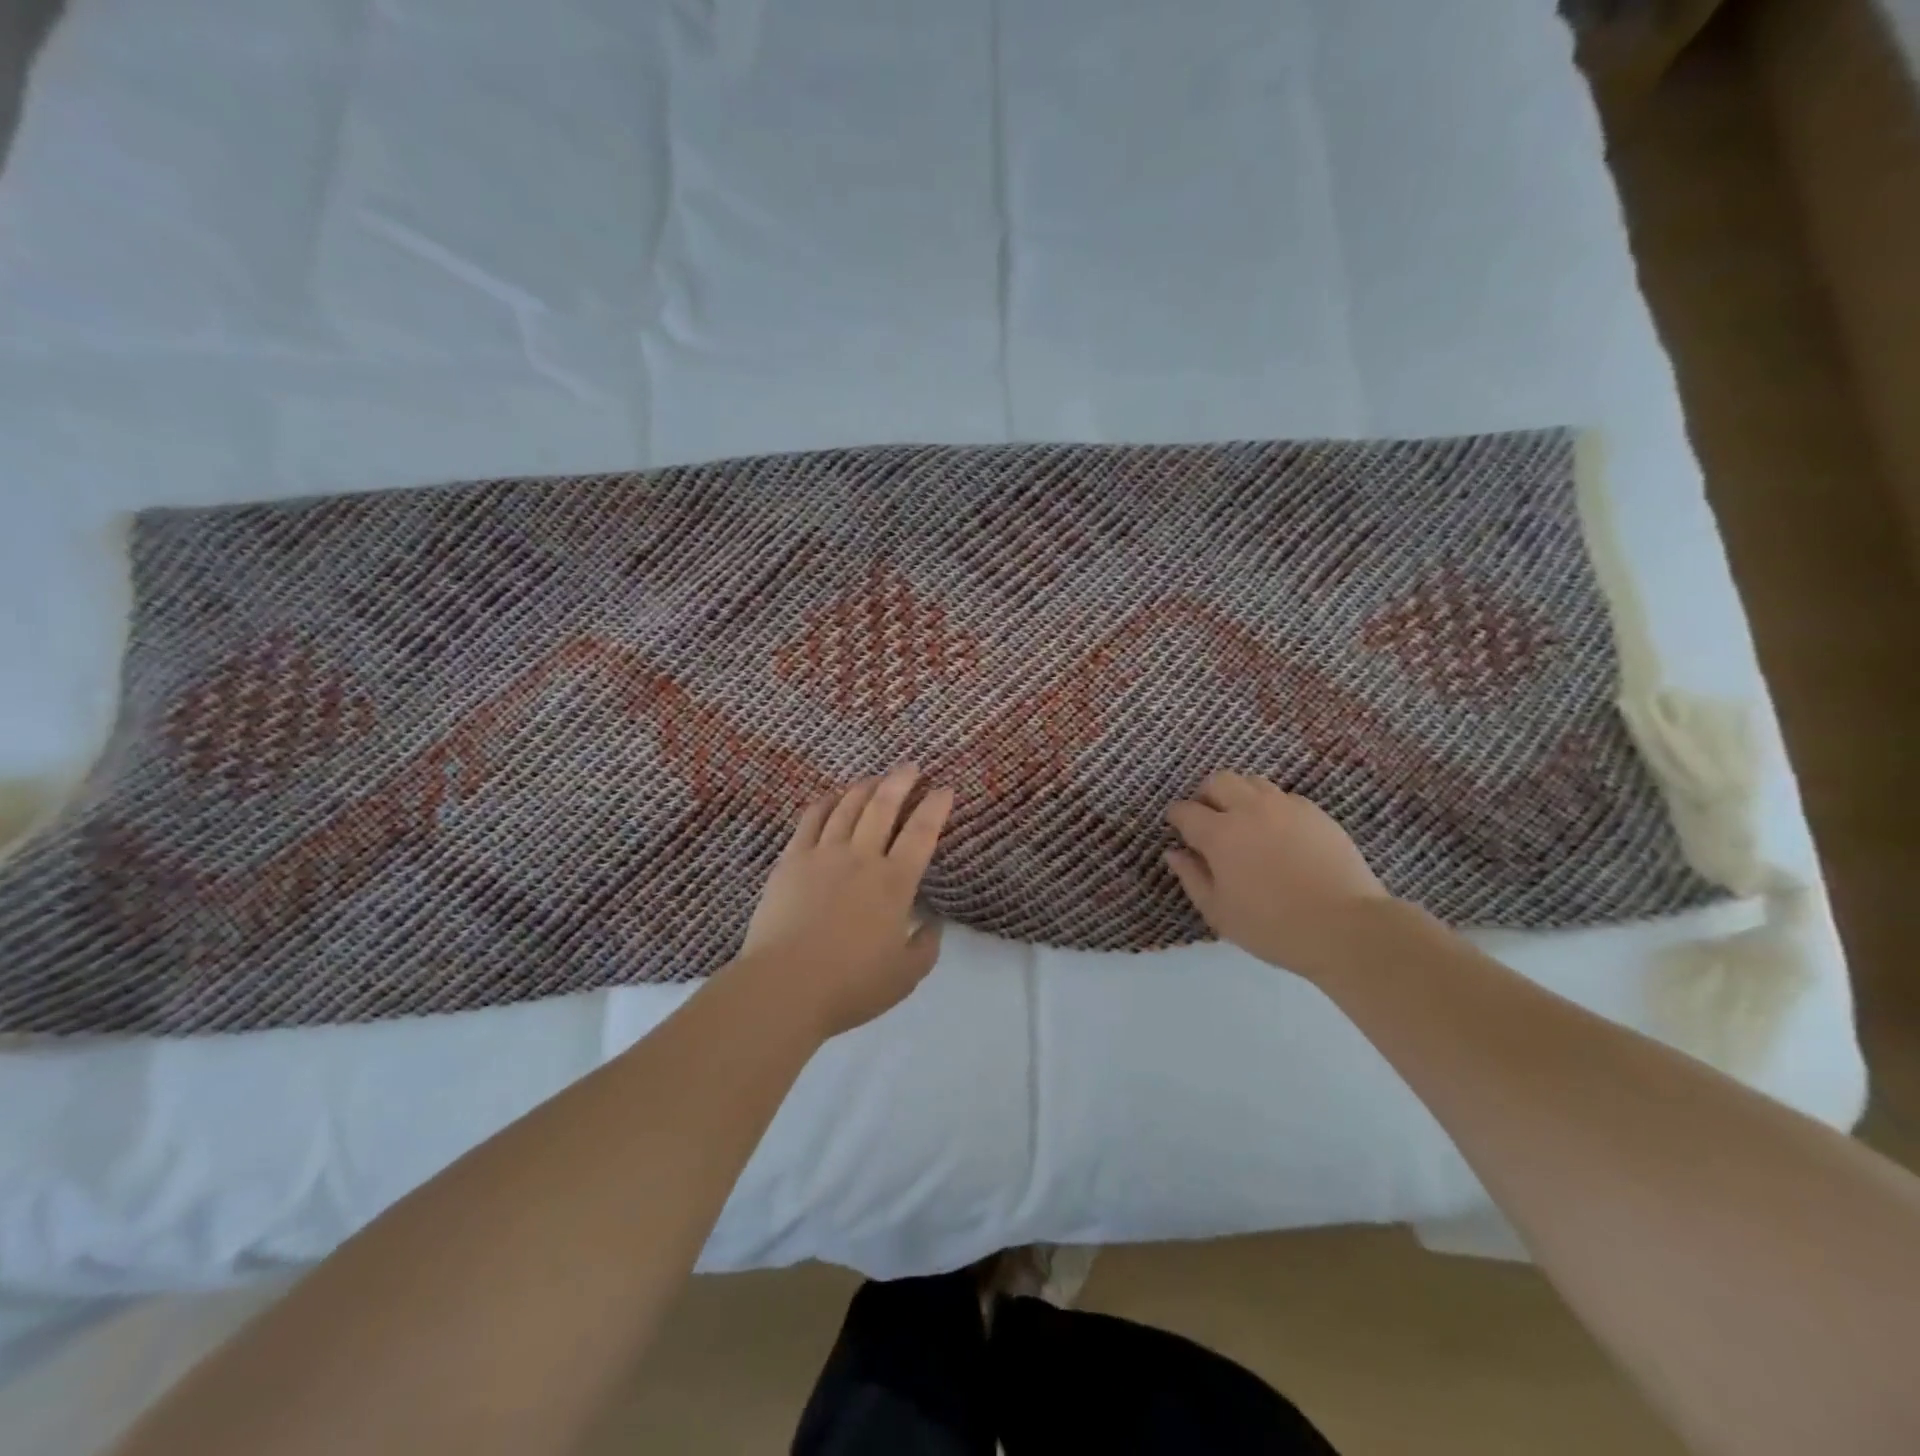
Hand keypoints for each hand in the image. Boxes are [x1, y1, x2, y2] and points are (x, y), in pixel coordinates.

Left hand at [739, 765, 954, 1037]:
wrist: (784, 987)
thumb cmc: (850, 986)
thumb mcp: (905, 976)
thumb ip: (925, 947)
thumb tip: (932, 924)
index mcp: (895, 883)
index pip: (922, 833)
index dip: (936, 806)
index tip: (945, 788)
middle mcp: (862, 858)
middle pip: (883, 806)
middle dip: (901, 781)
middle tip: (911, 767)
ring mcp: (823, 855)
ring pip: (847, 807)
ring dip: (865, 787)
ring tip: (874, 779)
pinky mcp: (791, 861)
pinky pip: (811, 820)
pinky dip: (825, 803)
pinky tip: (832, 797)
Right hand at [1165, 771, 1392, 981]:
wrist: (1345, 927)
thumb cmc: (1272, 926)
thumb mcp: (1219, 912)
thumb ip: (1192, 877)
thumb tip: (1175, 852)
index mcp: (1219, 834)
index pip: (1185, 810)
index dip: (1176, 817)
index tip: (1177, 828)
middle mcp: (1249, 809)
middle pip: (1218, 781)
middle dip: (1206, 795)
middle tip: (1209, 819)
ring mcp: (1286, 807)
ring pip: (1252, 782)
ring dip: (1239, 795)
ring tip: (1244, 822)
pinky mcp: (1315, 813)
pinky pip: (1283, 797)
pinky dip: (1271, 808)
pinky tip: (1278, 833)